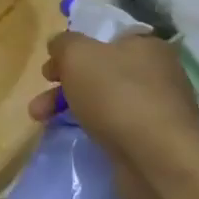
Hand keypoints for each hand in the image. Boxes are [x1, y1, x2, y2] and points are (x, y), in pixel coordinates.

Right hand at [27, 32, 198, 198]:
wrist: (157, 159)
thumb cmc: (117, 95)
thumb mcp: (78, 55)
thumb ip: (64, 43)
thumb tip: (59, 45)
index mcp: (146, 46)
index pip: (105, 39)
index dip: (73, 50)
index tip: (50, 68)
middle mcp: (158, 73)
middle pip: (101, 72)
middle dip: (64, 84)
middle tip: (40, 100)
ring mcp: (158, 109)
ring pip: (105, 101)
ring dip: (71, 108)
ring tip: (41, 121)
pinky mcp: (154, 140)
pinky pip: (116, 127)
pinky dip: (93, 129)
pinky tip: (77, 137)